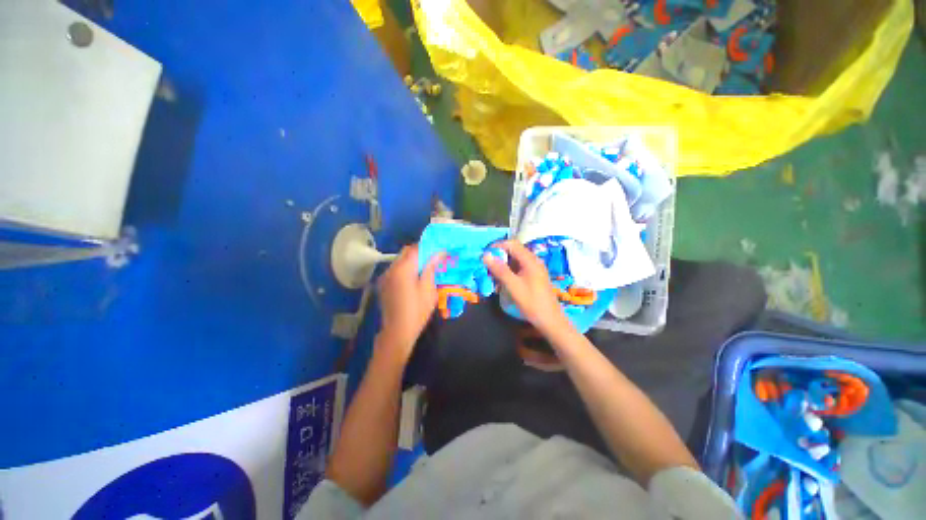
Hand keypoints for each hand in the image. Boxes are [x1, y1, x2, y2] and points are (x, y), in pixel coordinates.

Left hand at [377, 243, 441, 362]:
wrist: (397, 331)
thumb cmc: (417, 310)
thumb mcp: (429, 288)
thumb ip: (432, 267)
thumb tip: (440, 252)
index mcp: (403, 268)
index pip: (416, 248)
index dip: (428, 247)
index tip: (439, 251)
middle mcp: (391, 268)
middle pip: (406, 252)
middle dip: (420, 253)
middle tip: (433, 261)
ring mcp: (385, 276)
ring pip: (400, 260)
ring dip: (412, 261)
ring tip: (424, 270)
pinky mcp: (383, 284)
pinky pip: (395, 270)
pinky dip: (405, 269)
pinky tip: (413, 280)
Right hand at [483, 240, 572, 338]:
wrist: (550, 321)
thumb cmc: (532, 303)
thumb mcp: (513, 286)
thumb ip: (500, 270)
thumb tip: (486, 255)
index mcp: (530, 260)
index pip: (511, 244)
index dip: (497, 246)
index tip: (485, 255)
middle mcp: (533, 261)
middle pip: (513, 251)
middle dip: (499, 257)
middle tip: (487, 267)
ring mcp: (535, 269)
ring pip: (515, 261)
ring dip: (503, 266)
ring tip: (493, 277)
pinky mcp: (534, 277)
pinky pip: (519, 269)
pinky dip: (509, 272)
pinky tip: (502, 283)